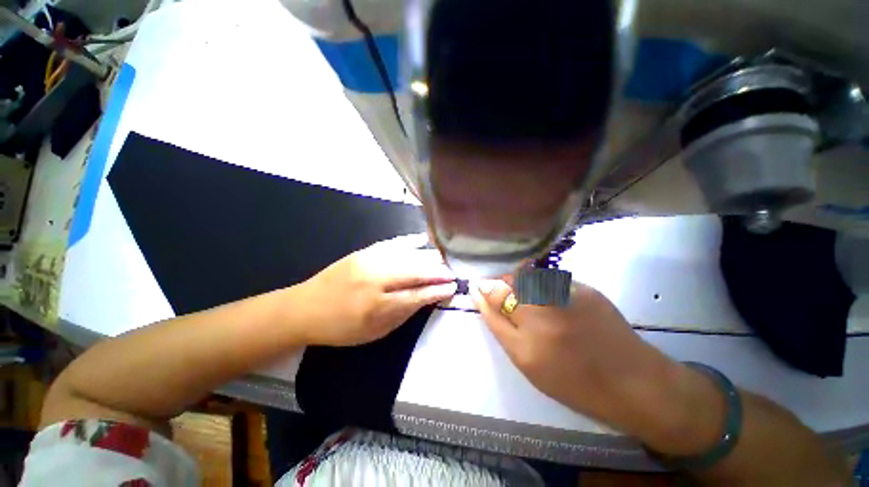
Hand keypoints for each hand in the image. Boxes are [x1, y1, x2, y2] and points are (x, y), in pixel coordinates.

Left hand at [297, 233, 456, 345]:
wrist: (305, 307)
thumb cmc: (341, 328)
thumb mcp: (374, 333)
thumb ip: (403, 314)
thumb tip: (427, 298)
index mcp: (378, 305)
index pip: (417, 295)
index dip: (437, 291)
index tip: (453, 288)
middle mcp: (376, 278)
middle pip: (416, 271)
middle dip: (438, 272)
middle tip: (453, 273)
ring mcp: (370, 260)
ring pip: (409, 255)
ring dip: (429, 258)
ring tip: (443, 261)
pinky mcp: (365, 250)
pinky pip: (394, 243)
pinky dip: (412, 243)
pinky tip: (425, 242)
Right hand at [471, 279, 676, 429]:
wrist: (633, 381)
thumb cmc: (573, 380)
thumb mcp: (527, 362)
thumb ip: (499, 325)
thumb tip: (480, 295)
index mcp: (528, 335)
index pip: (494, 295)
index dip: (485, 290)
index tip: (478, 288)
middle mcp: (545, 307)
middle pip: (510, 280)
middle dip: (502, 285)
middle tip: (507, 299)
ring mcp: (567, 293)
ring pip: (529, 275)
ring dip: (522, 283)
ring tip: (531, 302)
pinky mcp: (585, 287)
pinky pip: (550, 279)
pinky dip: (543, 285)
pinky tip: (554, 303)